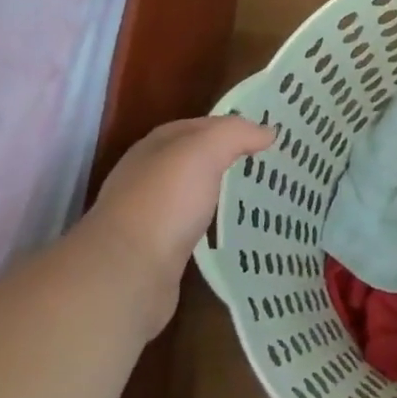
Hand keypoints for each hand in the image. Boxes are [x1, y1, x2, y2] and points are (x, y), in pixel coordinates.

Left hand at [84, 115, 274, 291]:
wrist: (127, 272)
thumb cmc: (165, 201)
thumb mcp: (203, 151)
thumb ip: (235, 134)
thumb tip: (267, 132)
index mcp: (155, 146)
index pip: (199, 126)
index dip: (232, 127)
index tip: (268, 137)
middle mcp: (148, 175)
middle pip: (195, 159)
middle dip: (228, 159)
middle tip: (268, 167)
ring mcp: (150, 214)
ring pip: (194, 193)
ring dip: (220, 192)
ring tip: (258, 197)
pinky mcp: (158, 248)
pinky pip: (193, 226)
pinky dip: (212, 224)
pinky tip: (232, 230)